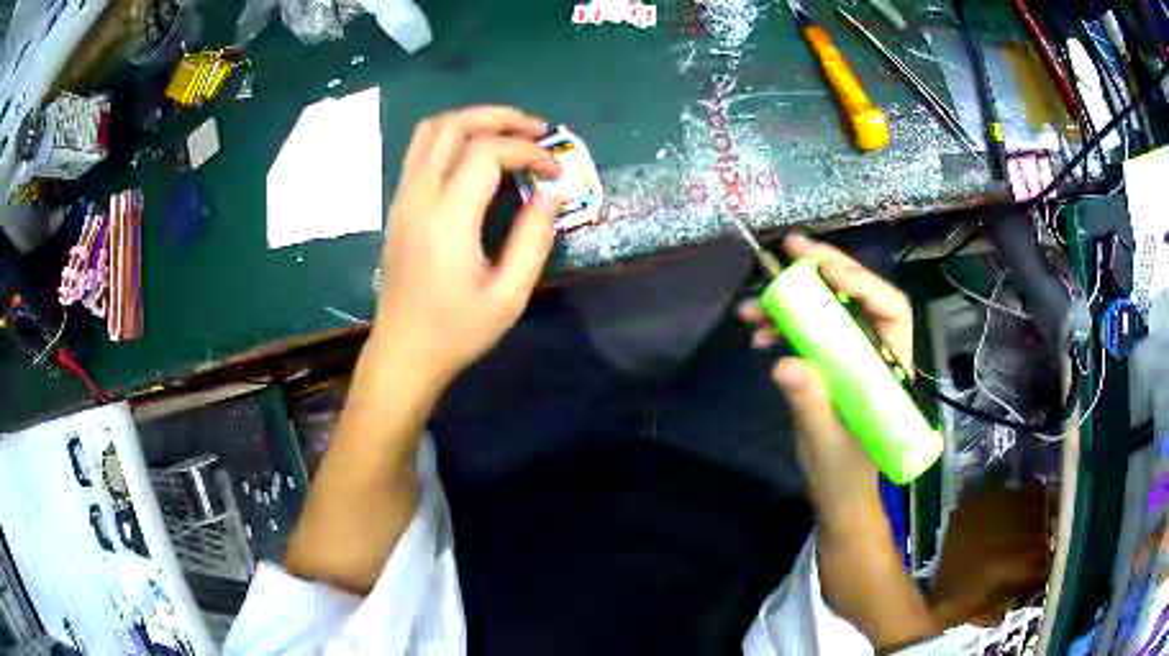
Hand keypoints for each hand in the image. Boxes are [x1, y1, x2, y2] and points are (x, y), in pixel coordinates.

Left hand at [371, 106, 563, 387]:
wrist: (403, 352)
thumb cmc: (457, 331)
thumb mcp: (509, 295)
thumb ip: (534, 239)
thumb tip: (553, 192)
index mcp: (447, 218)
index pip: (486, 152)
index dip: (527, 152)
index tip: (554, 172)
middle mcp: (419, 196)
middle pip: (455, 125)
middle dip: (501, 118)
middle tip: (537, 131)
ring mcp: (403, 197)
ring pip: (432, 129)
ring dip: (473, 120)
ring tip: (508, 134)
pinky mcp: (399, 204)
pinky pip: (421, 149)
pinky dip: (453, 136)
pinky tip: (477, 154)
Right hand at [738, 234, 913, 521]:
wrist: (837, 492)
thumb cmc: (844, 474)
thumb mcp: (828, 444)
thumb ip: (811, 405)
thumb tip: (785, 363)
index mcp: (890, 367)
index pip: (891, 309)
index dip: (863, 282)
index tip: (827, 269)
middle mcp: (874, 351)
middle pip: (858, 296)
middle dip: (825, 269)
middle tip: (790, 249)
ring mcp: (850, 355)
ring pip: (829, 309)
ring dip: (791, 299)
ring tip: (753, 303)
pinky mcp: (828, 363)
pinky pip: (809, 330)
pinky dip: (782, 326)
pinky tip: (758, 334)